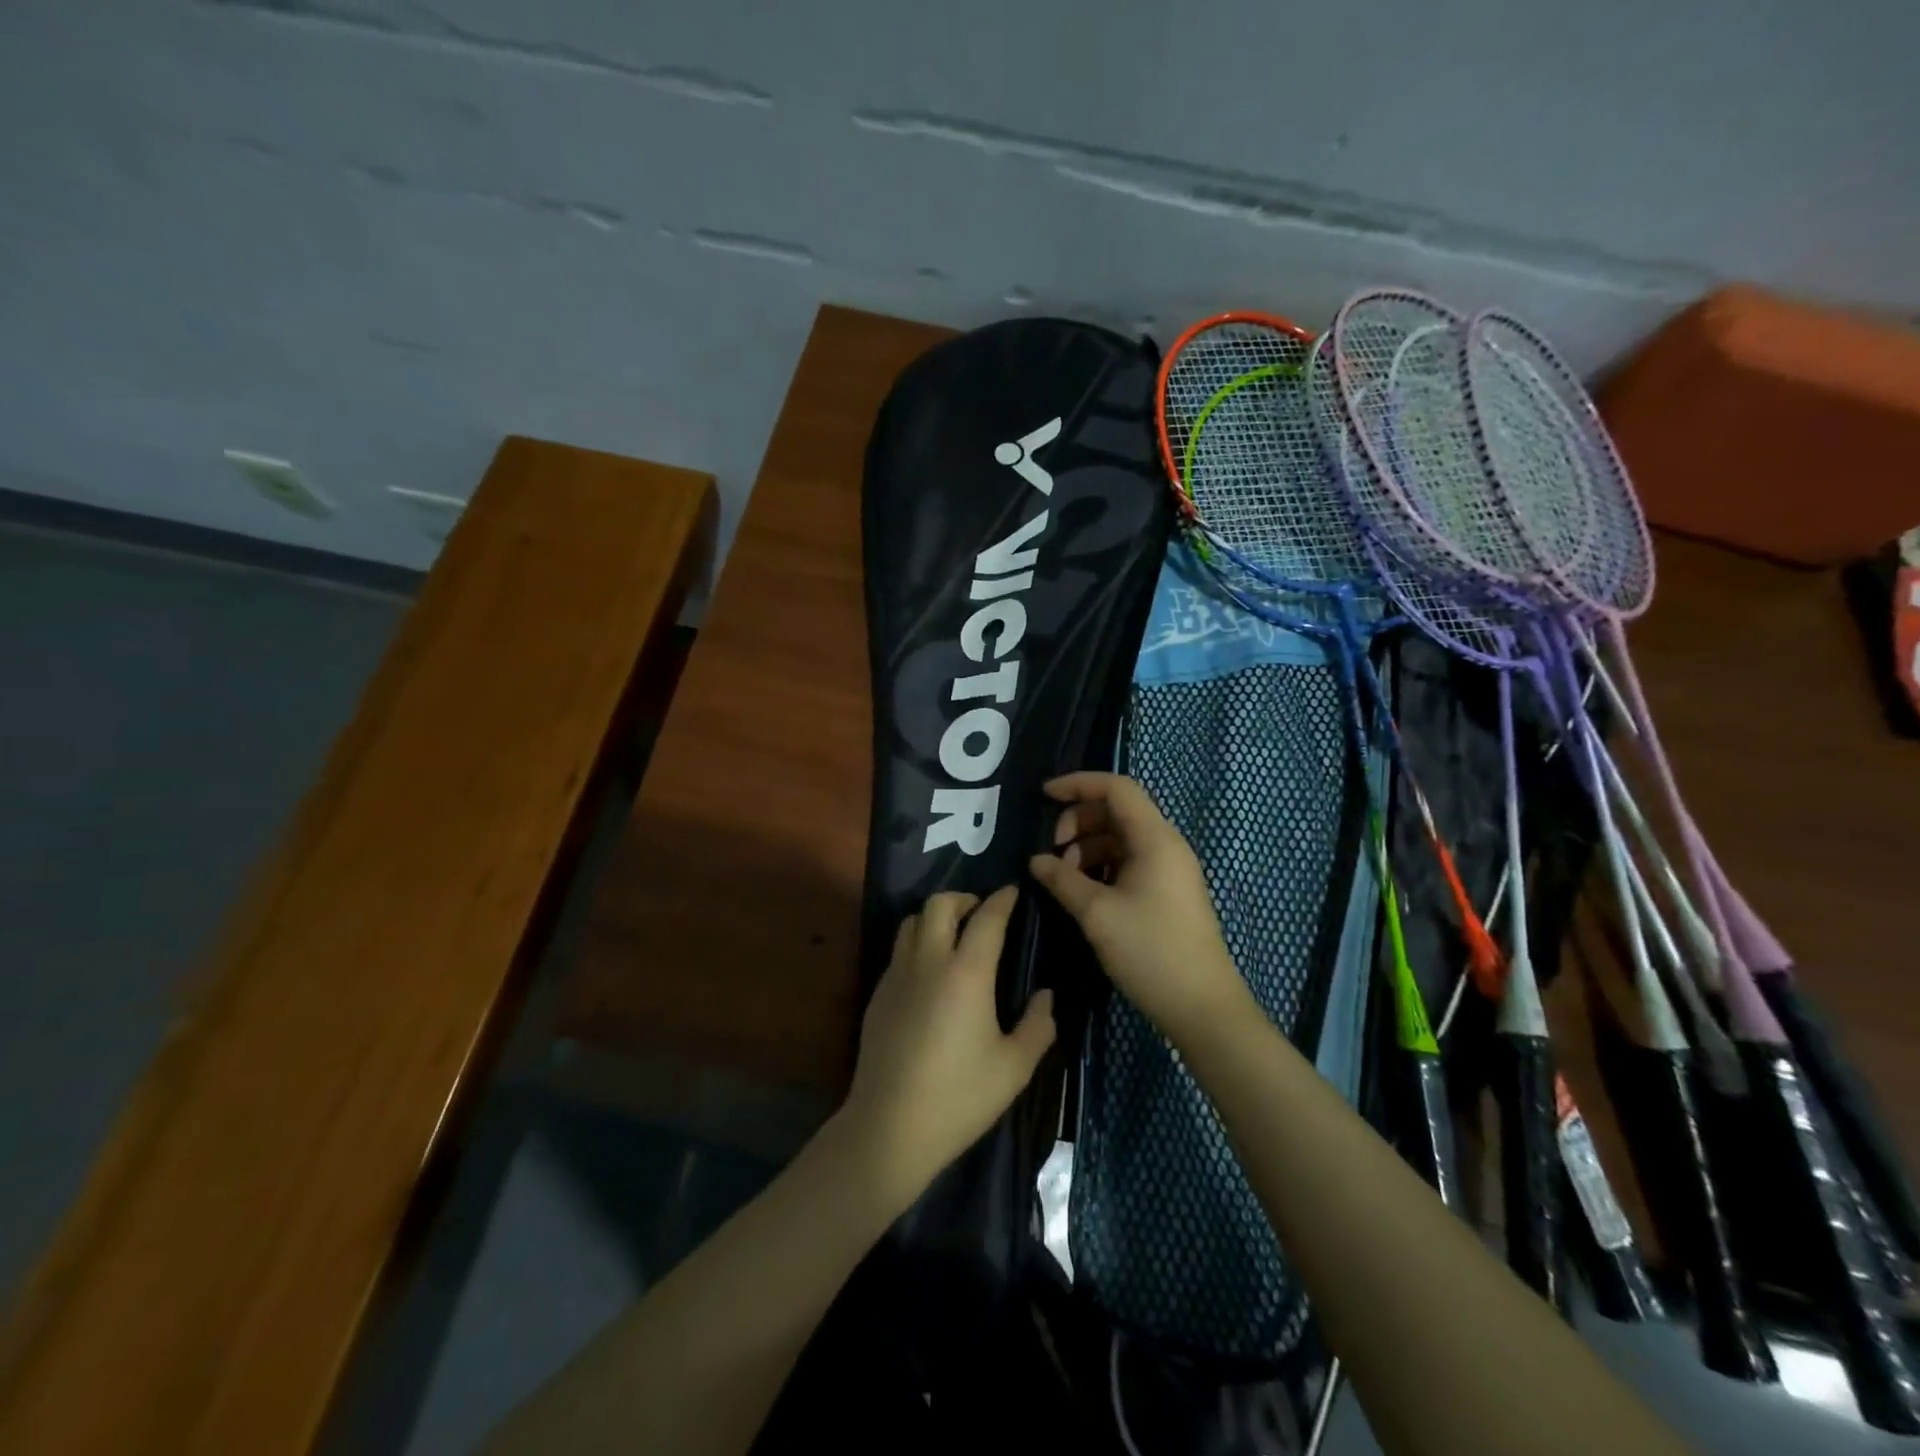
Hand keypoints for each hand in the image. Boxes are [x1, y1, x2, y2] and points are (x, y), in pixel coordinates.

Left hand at [841, 886, 1055, 1207]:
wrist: (890, 1127)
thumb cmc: (960, 1097)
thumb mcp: (1014, 1068)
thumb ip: (1038, 1026)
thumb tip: (1045, 996)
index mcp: (967, 973)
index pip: (986, 917)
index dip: (1003, 899)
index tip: (1014, 891)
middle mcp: (928, 961)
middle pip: (940, 904)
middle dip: (964, 899)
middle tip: (982, 914)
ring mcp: (897, 975)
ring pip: (912, 921)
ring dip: (936, 918)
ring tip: (954, 937)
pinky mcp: (878, 994)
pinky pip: (899, 951)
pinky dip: (918, 945)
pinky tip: (930, 975)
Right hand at [1028, 772, 1252, 1046]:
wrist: (1202, 1007)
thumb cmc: (1150, 952)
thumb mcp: (1097, 913)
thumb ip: (1062, 879)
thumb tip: (1036, 860)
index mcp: (1155, 839)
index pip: (1117, 788)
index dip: (1078, 784)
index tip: (1044, 796)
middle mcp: (1166, 845)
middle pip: (1117, 811)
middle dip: (1079, 821)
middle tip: (1053, 852)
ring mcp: (1169, 870)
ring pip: (1121, 838)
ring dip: (1088, 847)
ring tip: (1064, 878)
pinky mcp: (1167, 892)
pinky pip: (1129, 862)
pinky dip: (1102, 867)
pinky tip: (1083, 892)